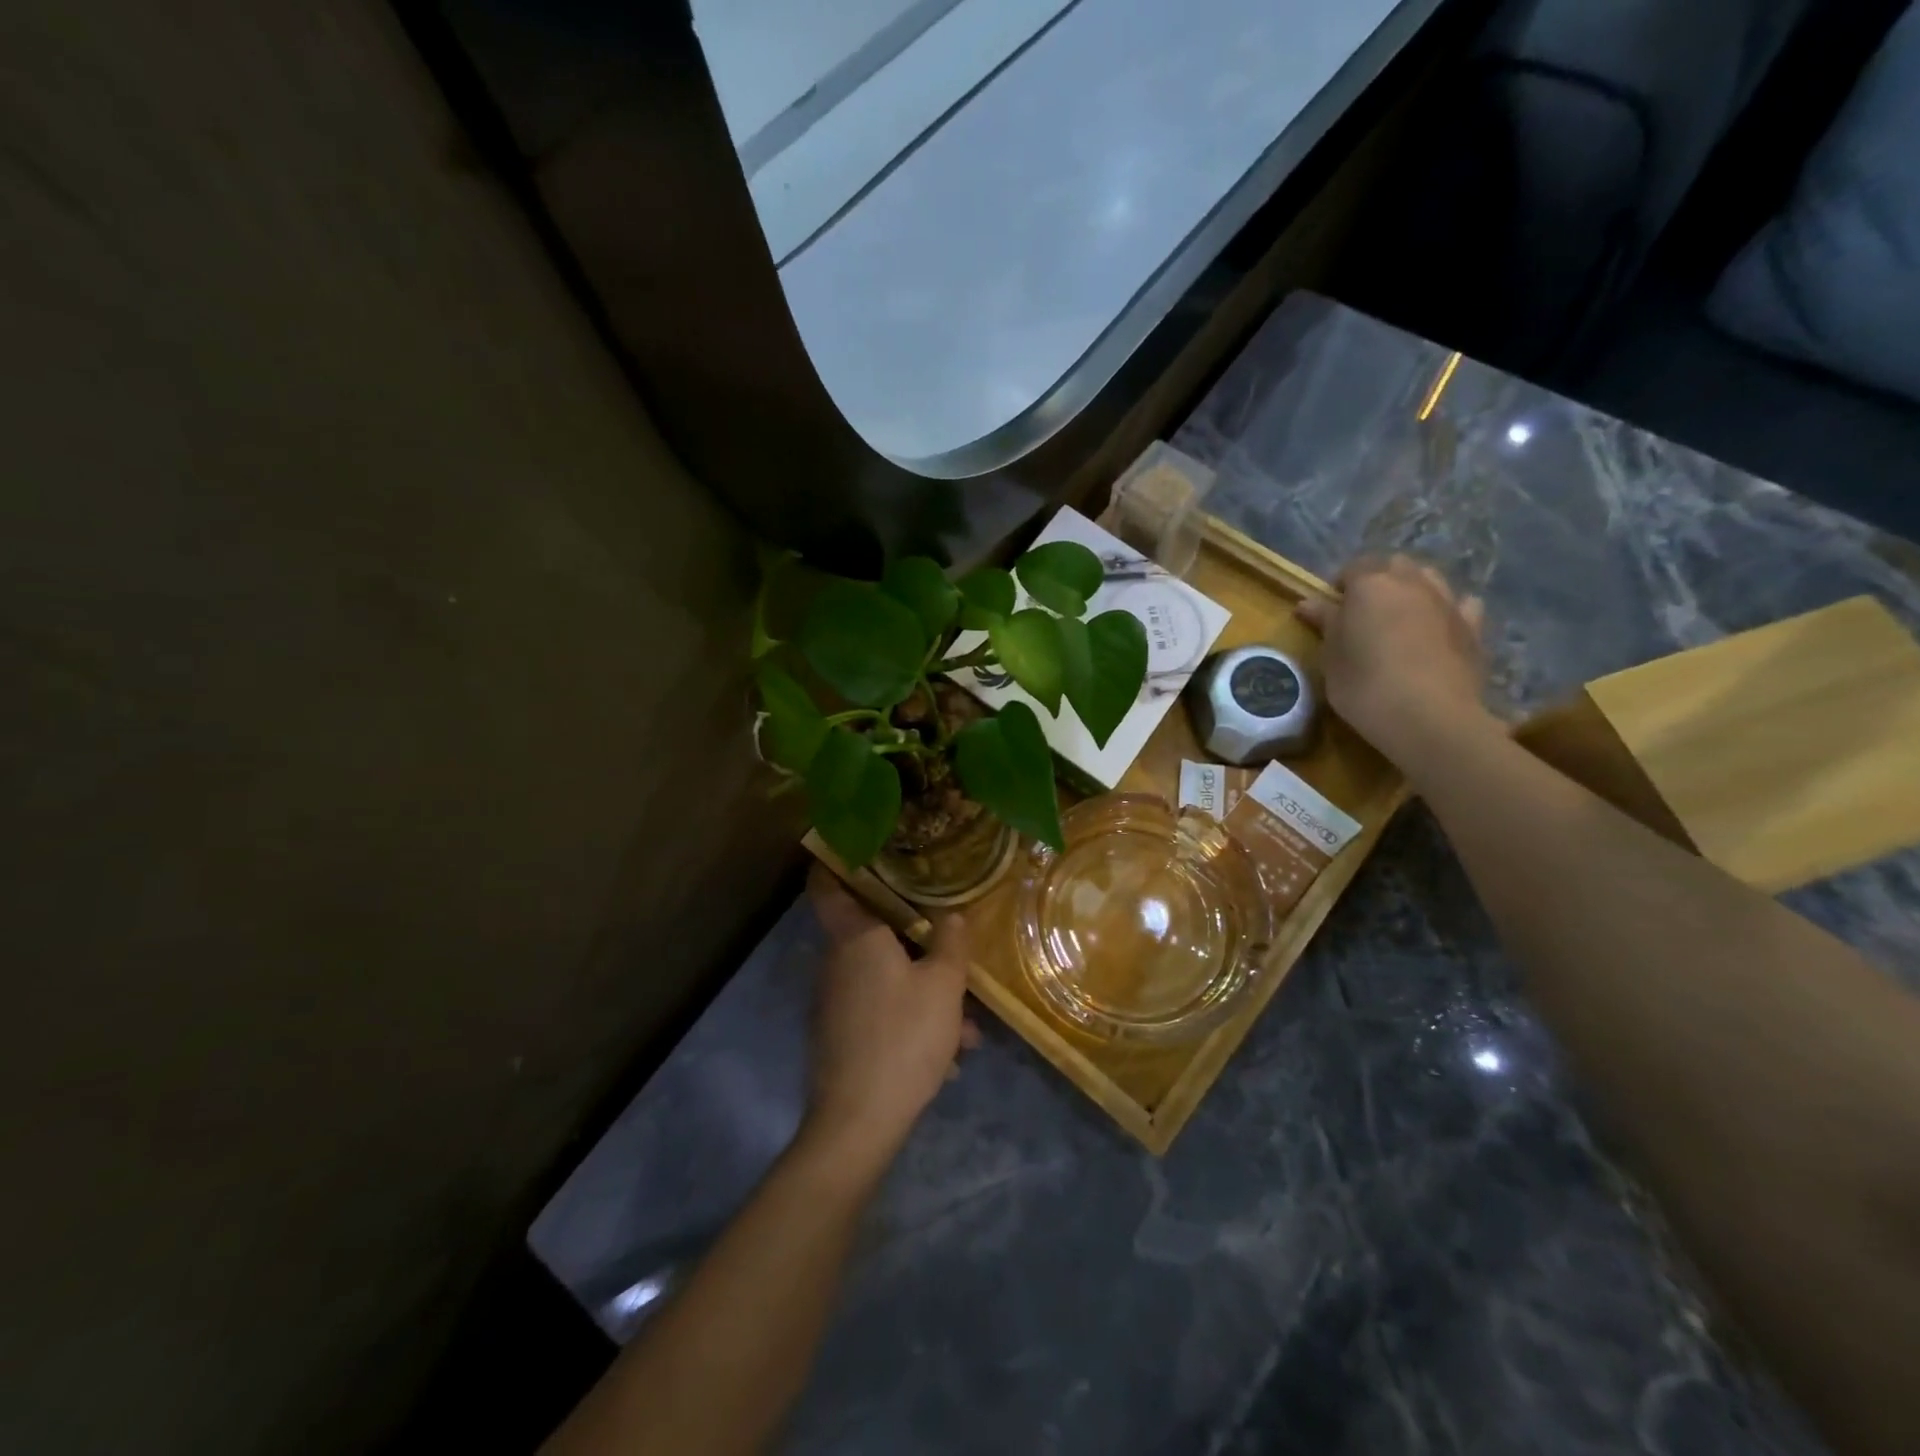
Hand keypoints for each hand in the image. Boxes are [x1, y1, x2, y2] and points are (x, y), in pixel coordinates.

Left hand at [801, 867, 977, 1171]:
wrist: (858, 1121)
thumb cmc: (903, 1036)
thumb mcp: (944, 986)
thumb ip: (951, 943)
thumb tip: (951, 915)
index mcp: (856, 938)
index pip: (827, 885)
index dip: (834, 861)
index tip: (857, 847)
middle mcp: (837, 963)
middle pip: (872, 935)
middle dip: (915, 944)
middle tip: (949, 948)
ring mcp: (835, 1001)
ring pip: (885, 979)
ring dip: (924, 993)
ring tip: (966, 1028)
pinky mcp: (839, 1035)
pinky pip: (879, 1011)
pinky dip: (911, 1022)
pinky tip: (948, 1056)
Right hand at [1296, 555, 1498, 776]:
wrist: (1428, 716)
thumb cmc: (1364, 684)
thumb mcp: (1331, 656)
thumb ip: (1325, 623)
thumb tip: (1308, 603)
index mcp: (1371, 586)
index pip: (1353, 568)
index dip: (1341, 586)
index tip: (1332, 611)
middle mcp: (1412, 583)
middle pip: (1395, 566)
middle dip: (1379, 580)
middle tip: (1364, 612)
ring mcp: (1448, 602)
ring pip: (1429, 579)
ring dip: (1413, 589)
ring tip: (1400, 618)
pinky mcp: (1473, 627)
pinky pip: (1462, 604)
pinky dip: (1448, 609)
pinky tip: (1439, 628)